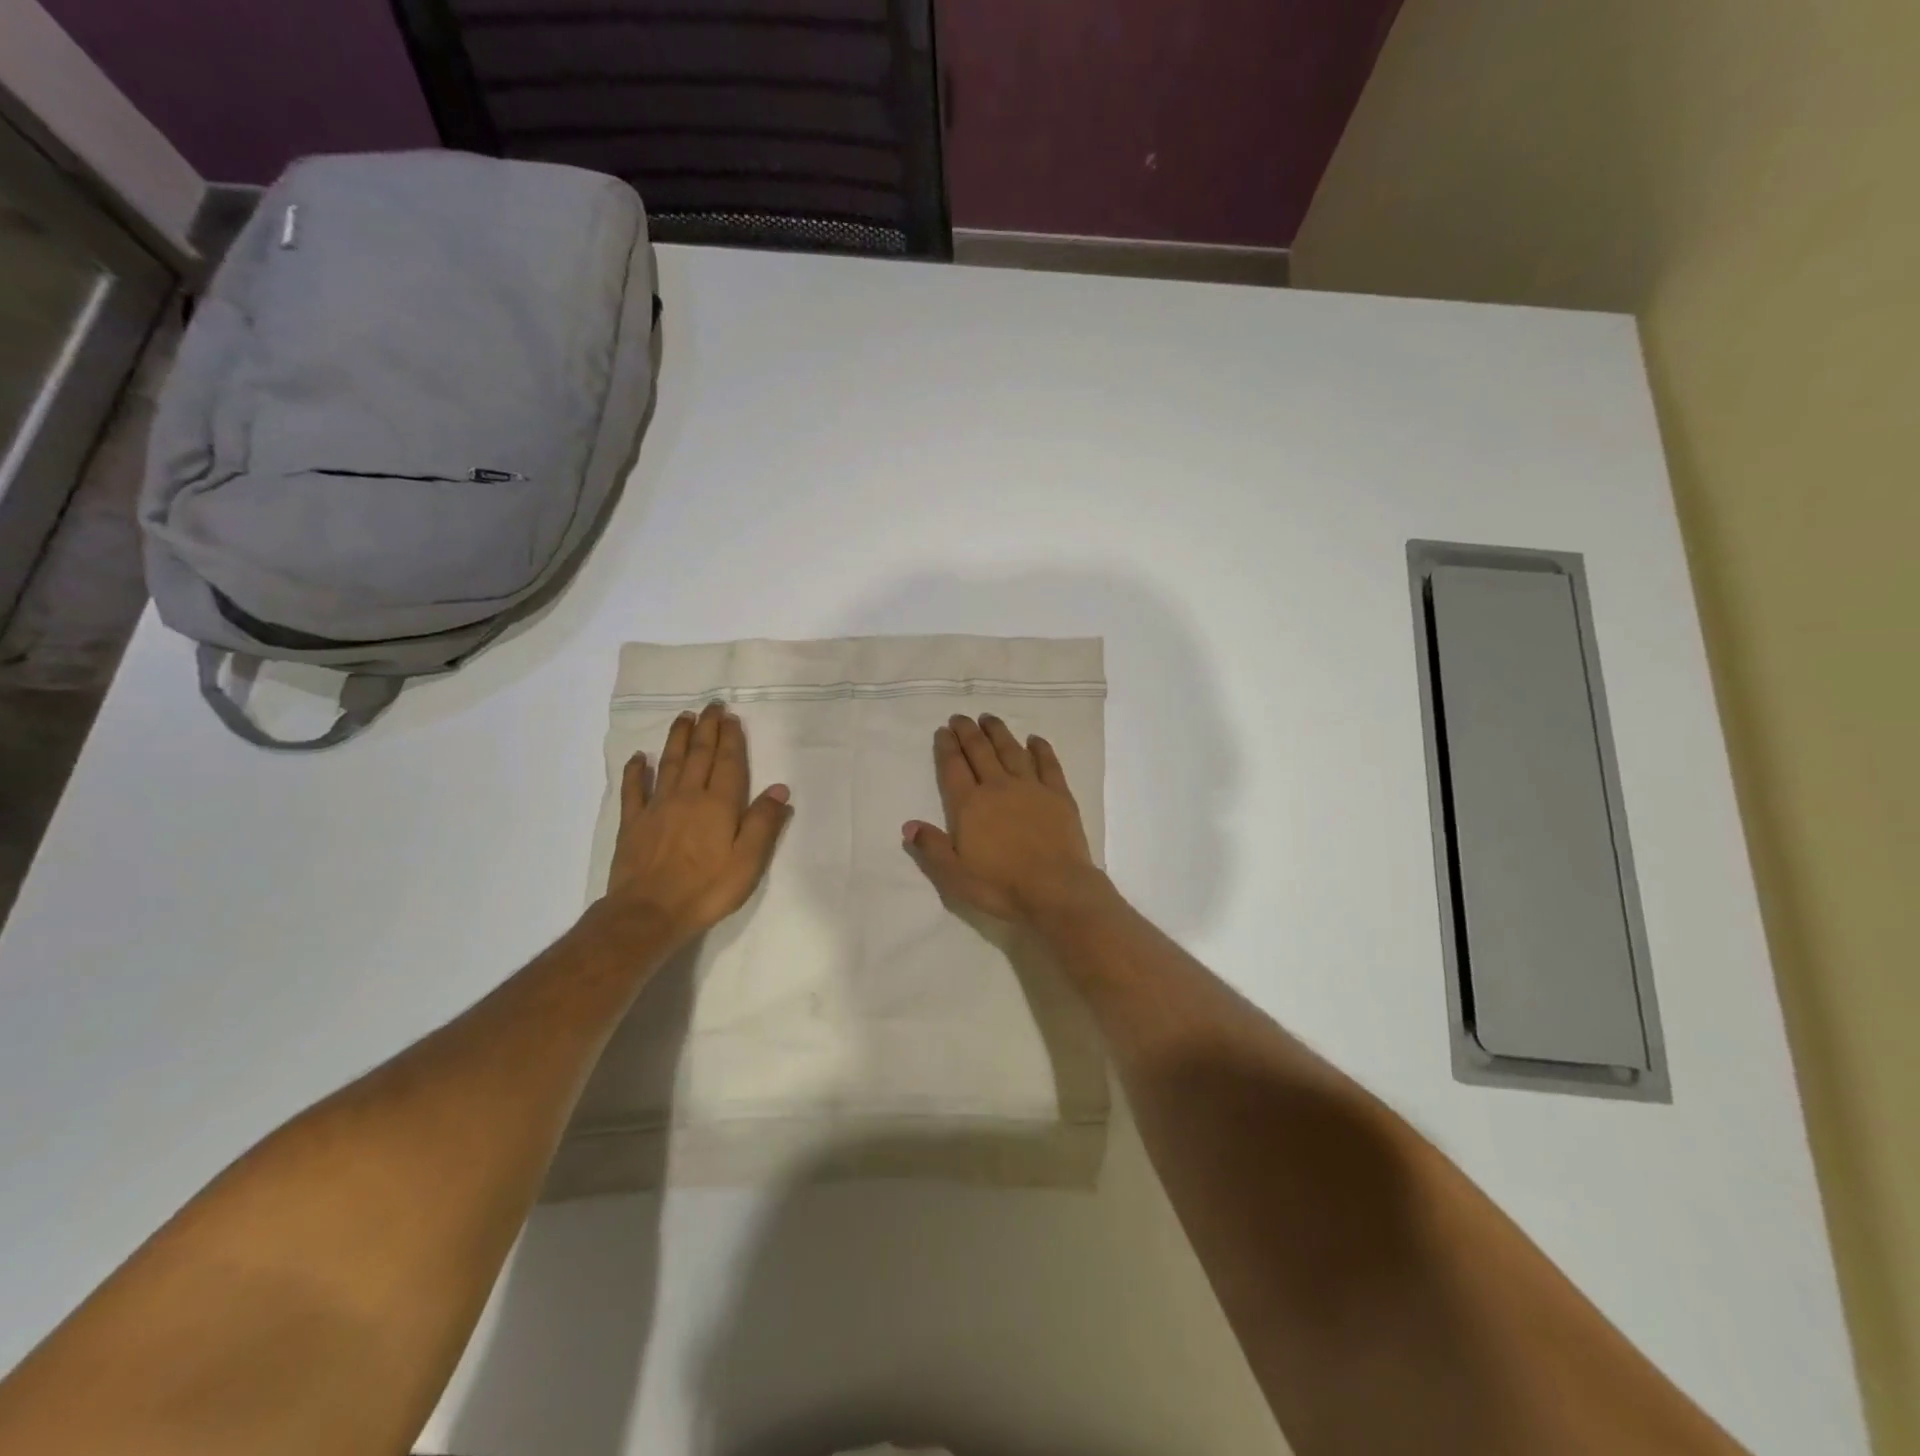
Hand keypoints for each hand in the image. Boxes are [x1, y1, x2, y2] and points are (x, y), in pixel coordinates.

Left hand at [600, 701, 791, 951]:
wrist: (649, 912)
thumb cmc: (706, 889)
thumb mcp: (748, 861)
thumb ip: (763, 823)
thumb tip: (780, 789)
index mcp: (719, 804)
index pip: (728, 762)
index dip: (731, 739)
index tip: (731, 718)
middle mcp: (688, 796)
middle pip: (699, 754)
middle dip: (707, 728)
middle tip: (711, 705)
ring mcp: (657, 807)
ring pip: (669, 763)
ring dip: (677, 738)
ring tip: (684, 717)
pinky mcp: (633, 823)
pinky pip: (633, 789)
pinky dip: (636, 770)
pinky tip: (639, 757)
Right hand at [904, 714, 1111, 924]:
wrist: (1055, 888)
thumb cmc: (1000, 885)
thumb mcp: (955, 875)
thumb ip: (932, 847)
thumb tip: (909, 825)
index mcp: (970, 805)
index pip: (953, 768)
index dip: (947, 747)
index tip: (943, 730)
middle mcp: (998, 787)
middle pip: (980, 751)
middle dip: (968, 732)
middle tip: (960, 718)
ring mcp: (1031, 787)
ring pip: (1011, 750)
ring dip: (998, 732)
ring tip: (988, 718)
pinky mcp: (1058, 794)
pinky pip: (1048, 763)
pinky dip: (1040, 748)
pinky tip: (1034, 739)